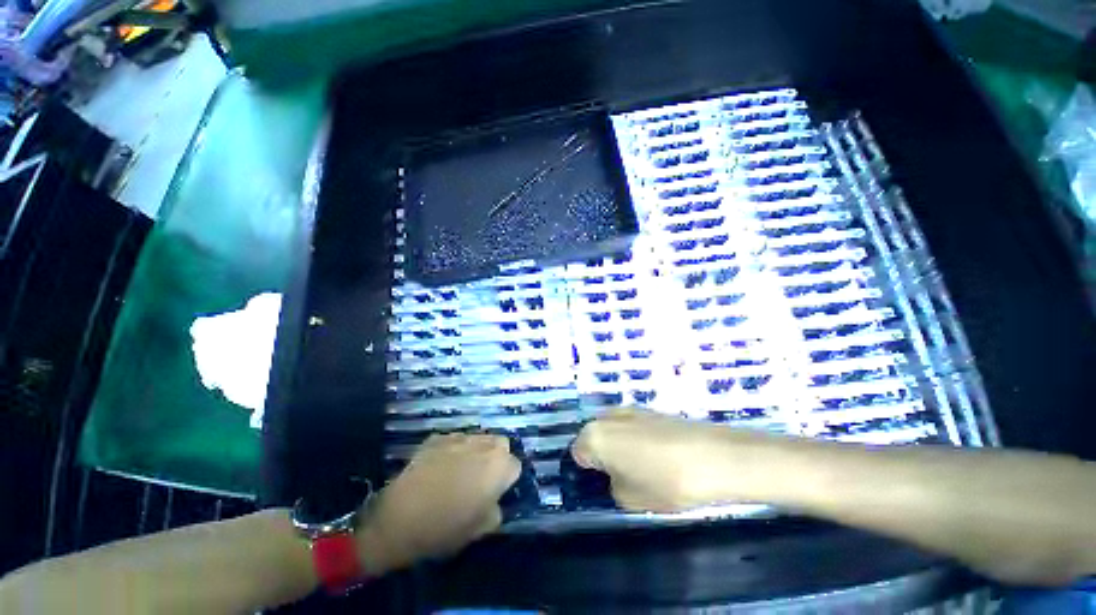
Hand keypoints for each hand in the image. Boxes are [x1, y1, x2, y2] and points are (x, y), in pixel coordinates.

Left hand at [358, 434, 519, 572]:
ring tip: (462, 469)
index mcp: (498, 467)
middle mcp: (484, 445)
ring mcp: (459, 438)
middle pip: (501, 444)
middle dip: (497, 457)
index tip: (496, 492)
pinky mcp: (438, 437)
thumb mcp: (478, 531)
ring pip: (479, 438)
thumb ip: (496, 512)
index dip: (507, 480)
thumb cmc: (444, 528)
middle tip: (483, 477)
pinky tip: (441, 466)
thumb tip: (494, 501)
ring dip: (477, 451)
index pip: (515, 466)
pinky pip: (455, 440)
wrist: (398, 518)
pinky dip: (454, 449)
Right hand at [572, 409, 755, 511]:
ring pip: (614, 429)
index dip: (588, 471)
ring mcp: (629, 409)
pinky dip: (636, 437)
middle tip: (621, 475)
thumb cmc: (665, 482)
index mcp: (594, 436)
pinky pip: (632, 425)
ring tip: (642, 464)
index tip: (603, 484)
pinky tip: (658, 453)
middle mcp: (607, 416)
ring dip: (619, 444)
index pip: (578, 453)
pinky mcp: (650, 409)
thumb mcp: (630, 499)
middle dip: (603, 454)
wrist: (714, 456)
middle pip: (595, 436)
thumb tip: (615, 474)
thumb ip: (612, 485)